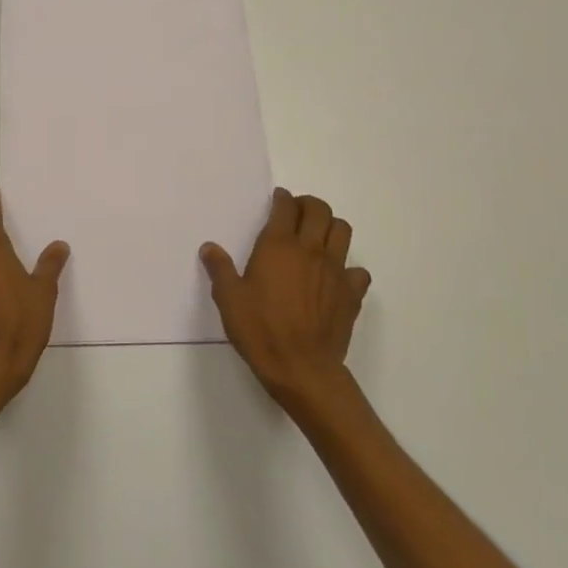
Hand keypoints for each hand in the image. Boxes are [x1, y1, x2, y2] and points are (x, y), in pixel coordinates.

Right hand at [203, 188, 371, 411]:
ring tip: (317, 237)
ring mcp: (335, 270)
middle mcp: (310, 250)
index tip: (277, 199)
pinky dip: (349, 268)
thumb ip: (220, 269)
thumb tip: (209, 248)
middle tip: (296, 213)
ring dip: (331, 227)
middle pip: (319, 210)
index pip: (286, 206)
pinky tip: (335, 279)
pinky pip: (358, 271)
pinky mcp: (352, 294)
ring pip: (343, 231)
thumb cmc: (260, 329)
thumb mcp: (228, 299)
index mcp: (278, 245)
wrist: (302, 368)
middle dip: (308, 205)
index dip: (282, 198)